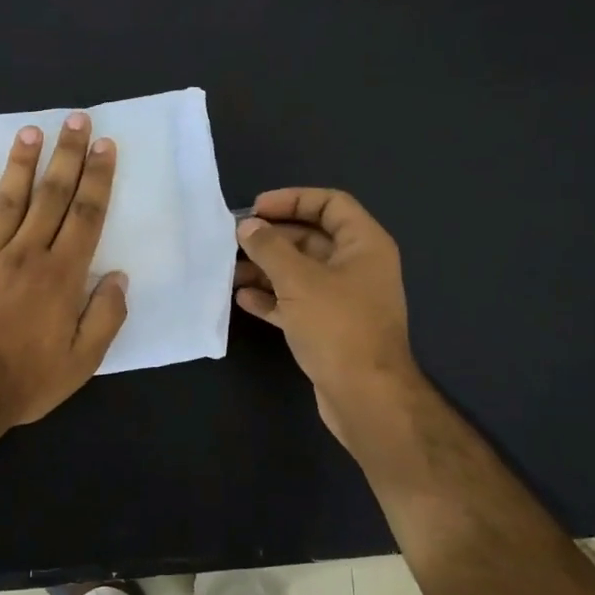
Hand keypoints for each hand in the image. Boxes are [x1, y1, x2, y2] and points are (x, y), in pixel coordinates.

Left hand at [0, 114, 129, 433]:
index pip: (85, 215)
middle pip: (51, 196)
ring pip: (9, 200)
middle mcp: (26, 254)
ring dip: (23, 164)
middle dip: (67, 156)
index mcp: (61, 275)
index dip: (97, 178)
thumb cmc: (26, 380)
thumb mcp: (82, 361)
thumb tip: (119, 277)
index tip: (104, 146)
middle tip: (76, 120)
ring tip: (33, 131)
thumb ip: (105, 316)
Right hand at [234, 188, 423, 448]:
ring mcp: (344, 300)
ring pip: (300, 273)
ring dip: (266, 269)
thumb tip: (248, 226)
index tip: (256, 209)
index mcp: (364, 245)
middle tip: (234, 241)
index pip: (330, 204)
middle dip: (272, 238)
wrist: (364, 395)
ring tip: (229, 271)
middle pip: (311, 238)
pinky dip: (272, 298)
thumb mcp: (299, 280)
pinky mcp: (329, 328)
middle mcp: (357, 267)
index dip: (293, 199)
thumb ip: (270, 248)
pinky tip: (242, 299)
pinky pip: (297, 303)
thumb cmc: (337, 326)